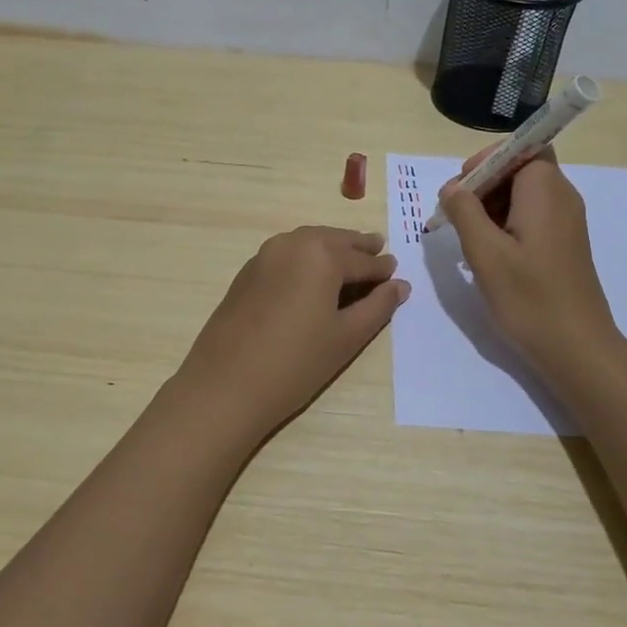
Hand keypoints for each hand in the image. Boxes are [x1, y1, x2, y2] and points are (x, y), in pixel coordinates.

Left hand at [173, 226, 409, 437]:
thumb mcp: (346, 337)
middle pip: (334, 241)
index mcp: (321, 255)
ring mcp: (265, 255)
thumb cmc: (296, 363)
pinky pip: (286, 254)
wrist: (226, 385)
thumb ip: (377, 306)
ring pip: (308, 243)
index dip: (383, 269)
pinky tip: (313, 277)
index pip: (363, 260)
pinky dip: (306, 258)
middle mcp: (293, 243)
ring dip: (331, 249)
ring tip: (348, 262)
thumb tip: (400, 285)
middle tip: (378, 252)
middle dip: (357, 248)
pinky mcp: (247, 272)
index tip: (397, 272)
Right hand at [436, 149, 621, 379]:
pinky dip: (507, 223)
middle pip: (521, 168)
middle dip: (484, 184)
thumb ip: (465, 212)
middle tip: (456, 216)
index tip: (461, 188)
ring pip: (524, 193)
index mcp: (545, 191)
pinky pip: (532, 215)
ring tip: (468, 238)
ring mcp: (566, 221)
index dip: (488, 159)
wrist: (577, 347)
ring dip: (492, 206)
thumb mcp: (485, 253)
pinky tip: (490, 254)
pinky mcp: (564, 243)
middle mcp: (562, 197)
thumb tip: (452, 187)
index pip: (521, 148)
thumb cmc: (529, 297)